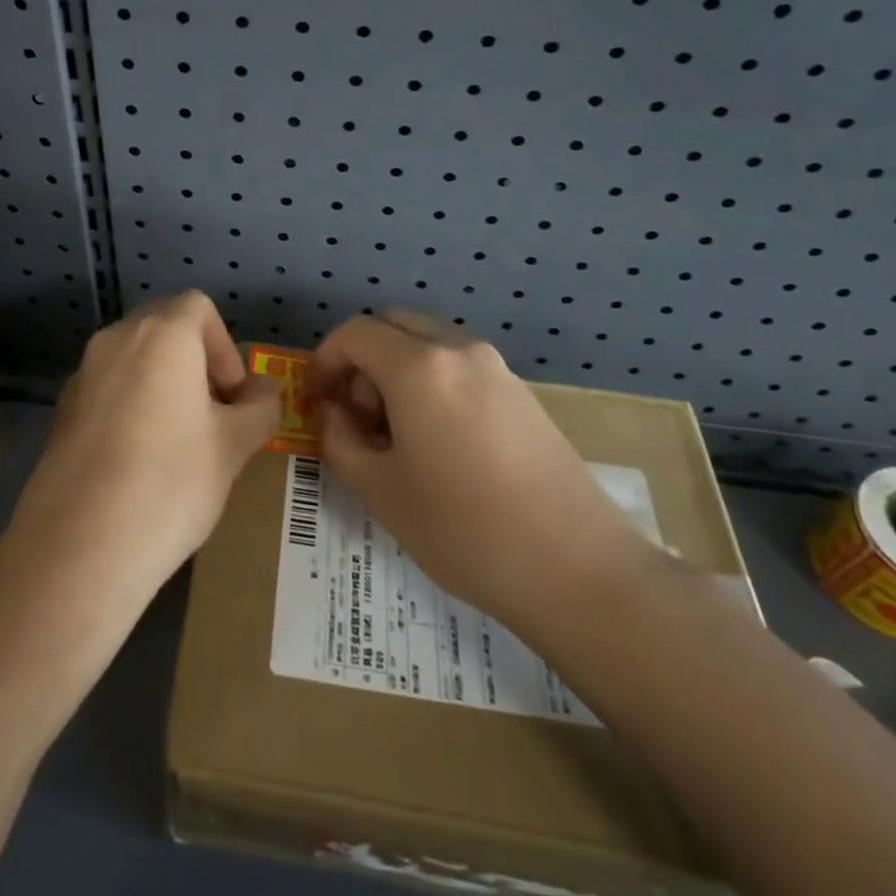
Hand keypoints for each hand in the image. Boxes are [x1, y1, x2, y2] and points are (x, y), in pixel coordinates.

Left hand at [2, 291, 280, 600]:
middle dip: (195, 362)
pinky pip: (108, 389)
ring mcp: (82, 374)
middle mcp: (116, 339)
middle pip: (164, 328)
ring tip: (177, 442)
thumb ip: (259, 407)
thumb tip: (262, 391)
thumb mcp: (234, 446)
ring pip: (134, 359)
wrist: (79, 547)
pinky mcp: (61, 410)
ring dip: (162, 383)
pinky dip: (130, 405)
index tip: (231, 397)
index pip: (199, 307)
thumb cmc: (171, 482)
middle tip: (211, 416)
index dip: (224, 347)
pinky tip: (137, 461)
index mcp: (161, 335)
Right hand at [306, 311, 654, 628]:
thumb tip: (333, 412)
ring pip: (429, 344)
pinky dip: (433, 384)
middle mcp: (458, 350)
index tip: (317, 402)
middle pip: (393, 326)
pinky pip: (460, 367)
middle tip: (358, 416)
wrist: (578, 569)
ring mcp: (497, 368)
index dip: (324, 361)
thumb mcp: (380, 490)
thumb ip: (340, 439)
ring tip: (397, 436)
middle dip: (363, 360)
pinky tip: (440, 445)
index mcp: (419, 365)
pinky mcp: (522, 393)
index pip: (354, 332)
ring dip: (398, 371)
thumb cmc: (463, 528)